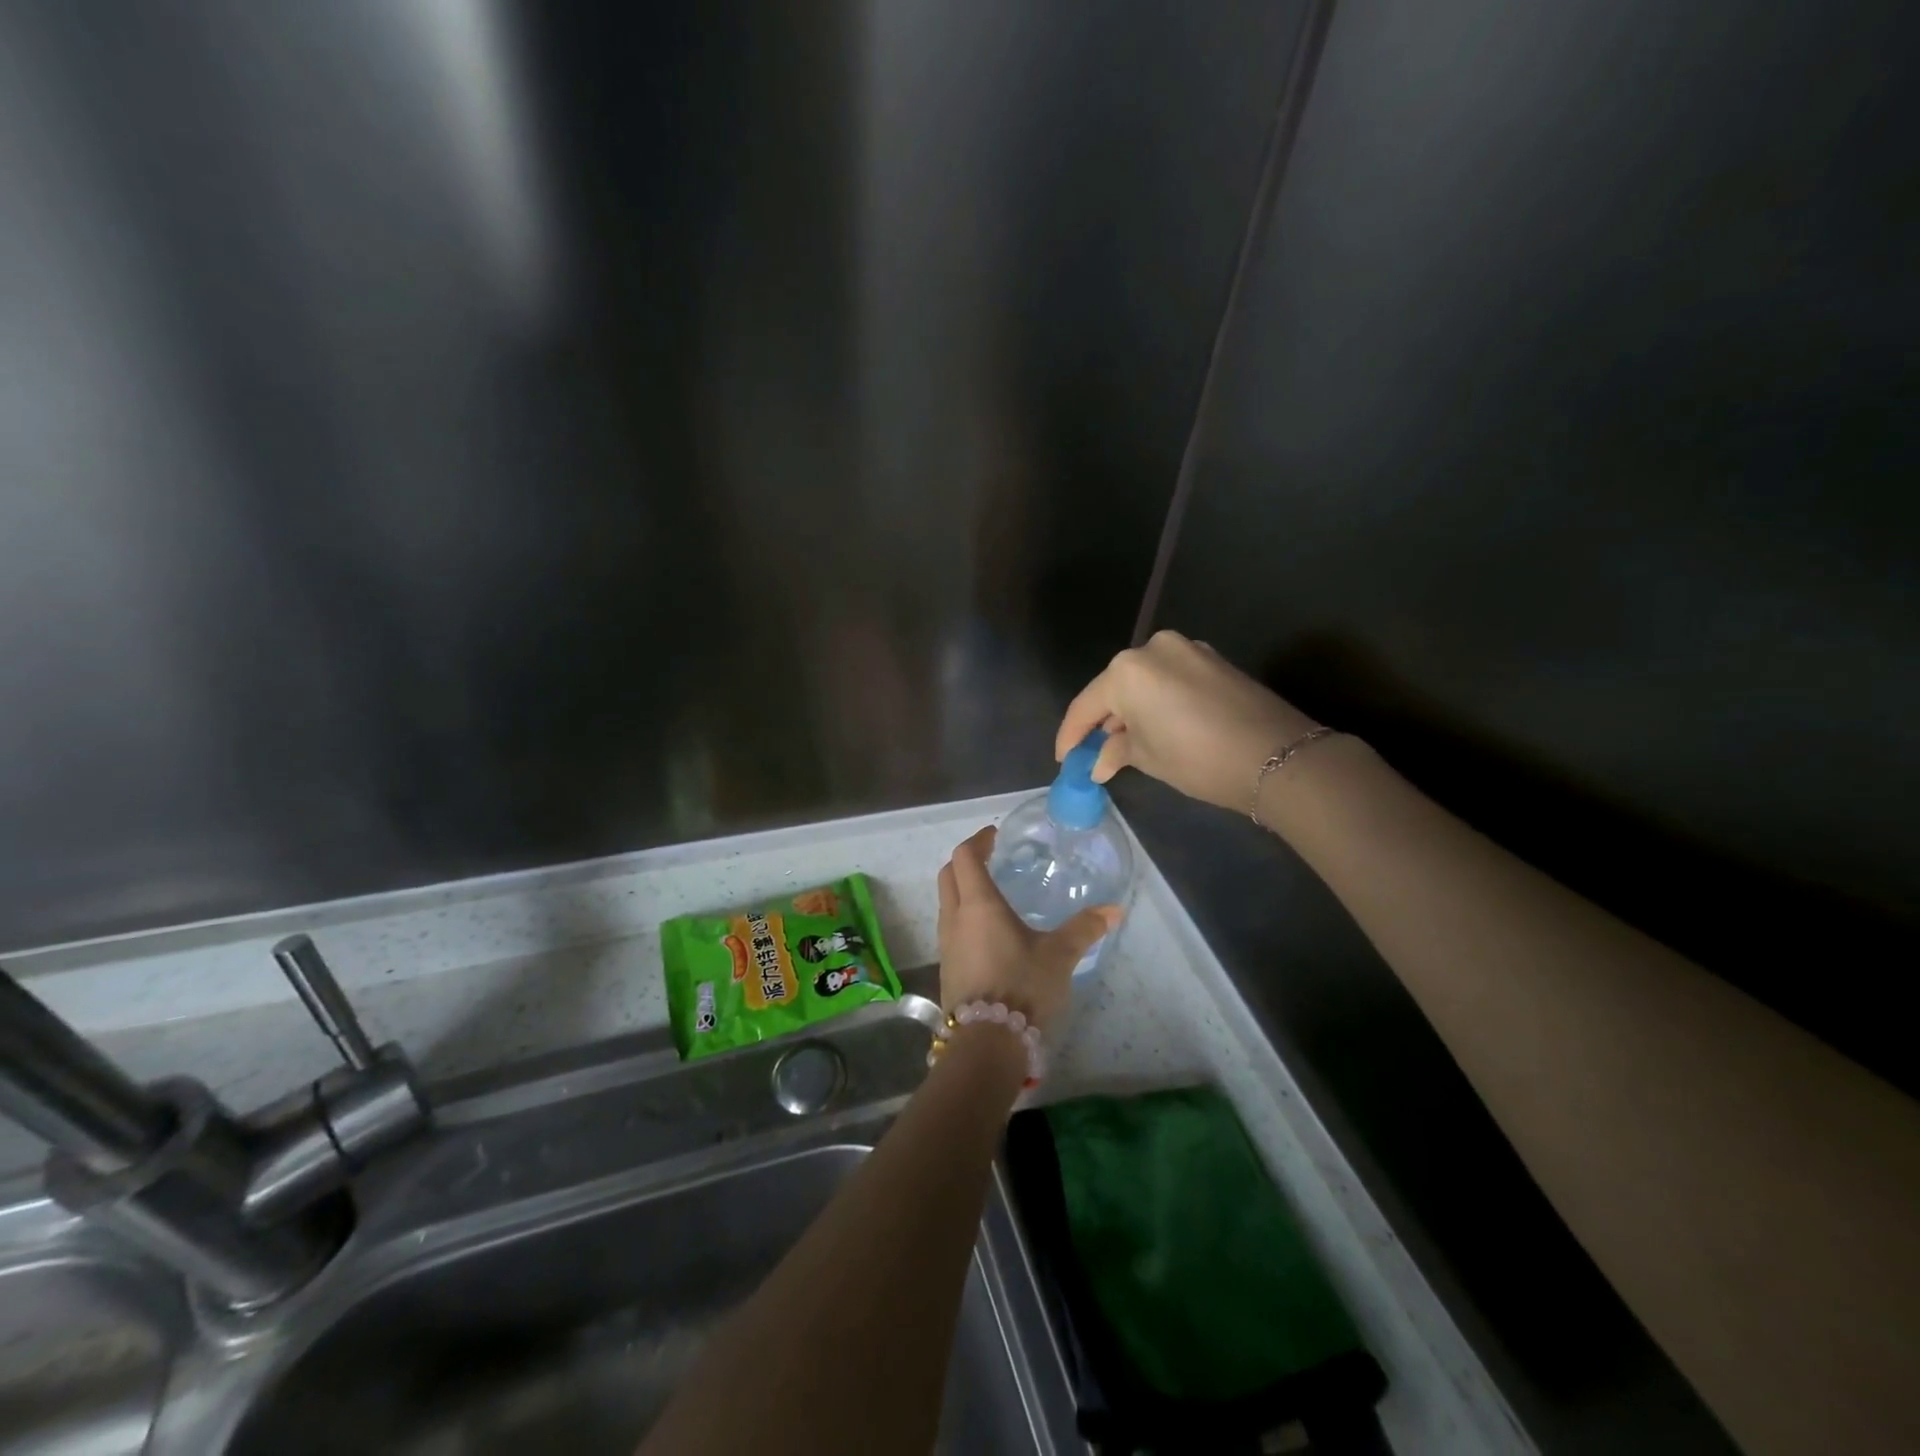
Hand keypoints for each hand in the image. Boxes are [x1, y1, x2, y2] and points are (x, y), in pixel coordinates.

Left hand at [936, 826, 1118, 1035]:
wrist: (987, 1043)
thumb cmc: (1022, 987)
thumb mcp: (1059, 955)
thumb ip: (1084, 929)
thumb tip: (1114, 909)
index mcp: (978, 904)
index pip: (964, 857)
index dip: (977, 841)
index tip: (994, 836)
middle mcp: (955, 918)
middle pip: (948, 875)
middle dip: (966, 861)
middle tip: (991, 858)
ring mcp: (946, 944)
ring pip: (947, 902)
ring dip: (963, 889)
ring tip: (993, 893)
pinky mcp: (947, 968)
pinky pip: (951, 928)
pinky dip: (964, 916)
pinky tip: (989, 932)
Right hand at [1055, 629, 1320, 812]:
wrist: (1278, 756)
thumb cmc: (1198, 758)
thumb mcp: (1149, 759)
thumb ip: (1117, 751)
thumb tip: (1099, 761)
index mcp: (1127, 671)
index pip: (1086, 705)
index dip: (1071, 736)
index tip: (1064, 760)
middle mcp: (1153, 649)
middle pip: (1114, 687)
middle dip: (1103, 720)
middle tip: (1095, 752)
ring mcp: (1187, 649)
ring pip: (1144, 680)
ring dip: (1131, 709)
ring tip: (1127, 741)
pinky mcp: (1213, 659)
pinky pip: (1170, 678)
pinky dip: (1157, 700)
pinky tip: (1158, 725)